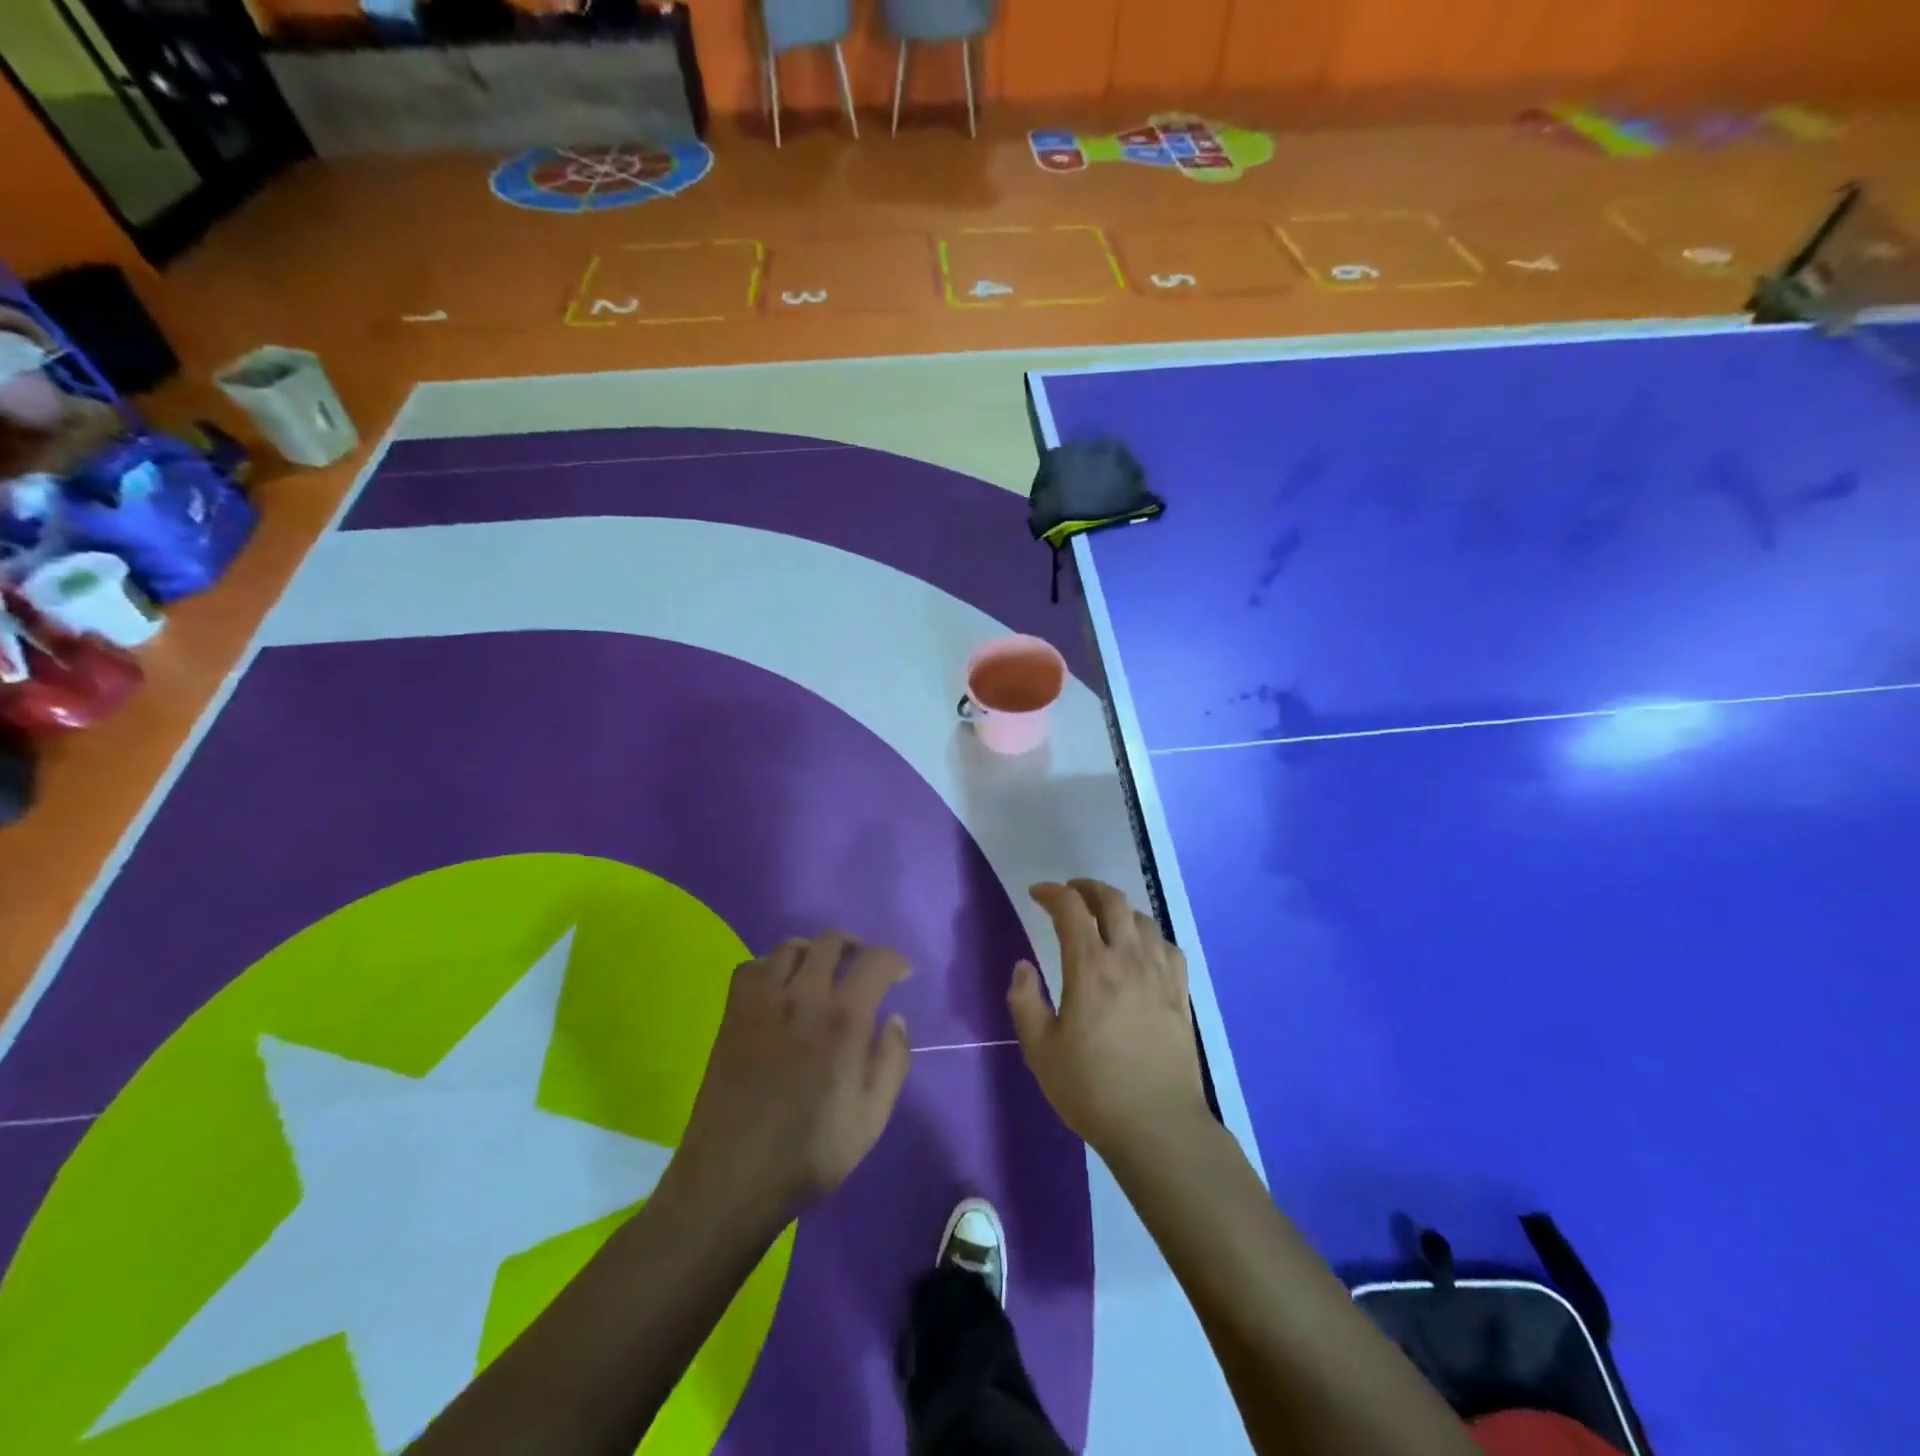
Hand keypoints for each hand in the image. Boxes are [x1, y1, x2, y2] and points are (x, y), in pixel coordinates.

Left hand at [670, 933, 912, 1221]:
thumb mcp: (872, 1118)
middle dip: (855, 947)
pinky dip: (771, 965)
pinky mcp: (733, 1013)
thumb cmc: (810, 1154)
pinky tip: (779, 988)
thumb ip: (892, 1062)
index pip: (875, 961)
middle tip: (862, 969)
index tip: (901, 975)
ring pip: (791, 946)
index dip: (894, 961)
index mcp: (844, 1019)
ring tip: (822, 973)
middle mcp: (804, 996)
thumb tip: (895, 1019)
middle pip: (831, 941)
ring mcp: (763, 1001)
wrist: (732, 1179)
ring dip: (814, 952)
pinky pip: (753, 966)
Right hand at [1008, 880, 1209, 1158]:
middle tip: (1070, 893)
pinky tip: (1142, 949)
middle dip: (1087, 888)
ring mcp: (1160, 975)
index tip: (1037, 893)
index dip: (1052, 893)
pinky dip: (1149, 935)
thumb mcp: (1040, 1050)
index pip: (1071, 910)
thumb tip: (1023, 967)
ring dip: (1118, 908)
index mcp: (1090, 968)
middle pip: (1112, 902)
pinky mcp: (1181, 994)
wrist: (1157, 1126)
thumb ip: (1025, 1002)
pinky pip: (1167, 946)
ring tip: (1103, 917)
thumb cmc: (1091, 1089)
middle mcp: (1128, 959)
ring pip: (1142, 919)